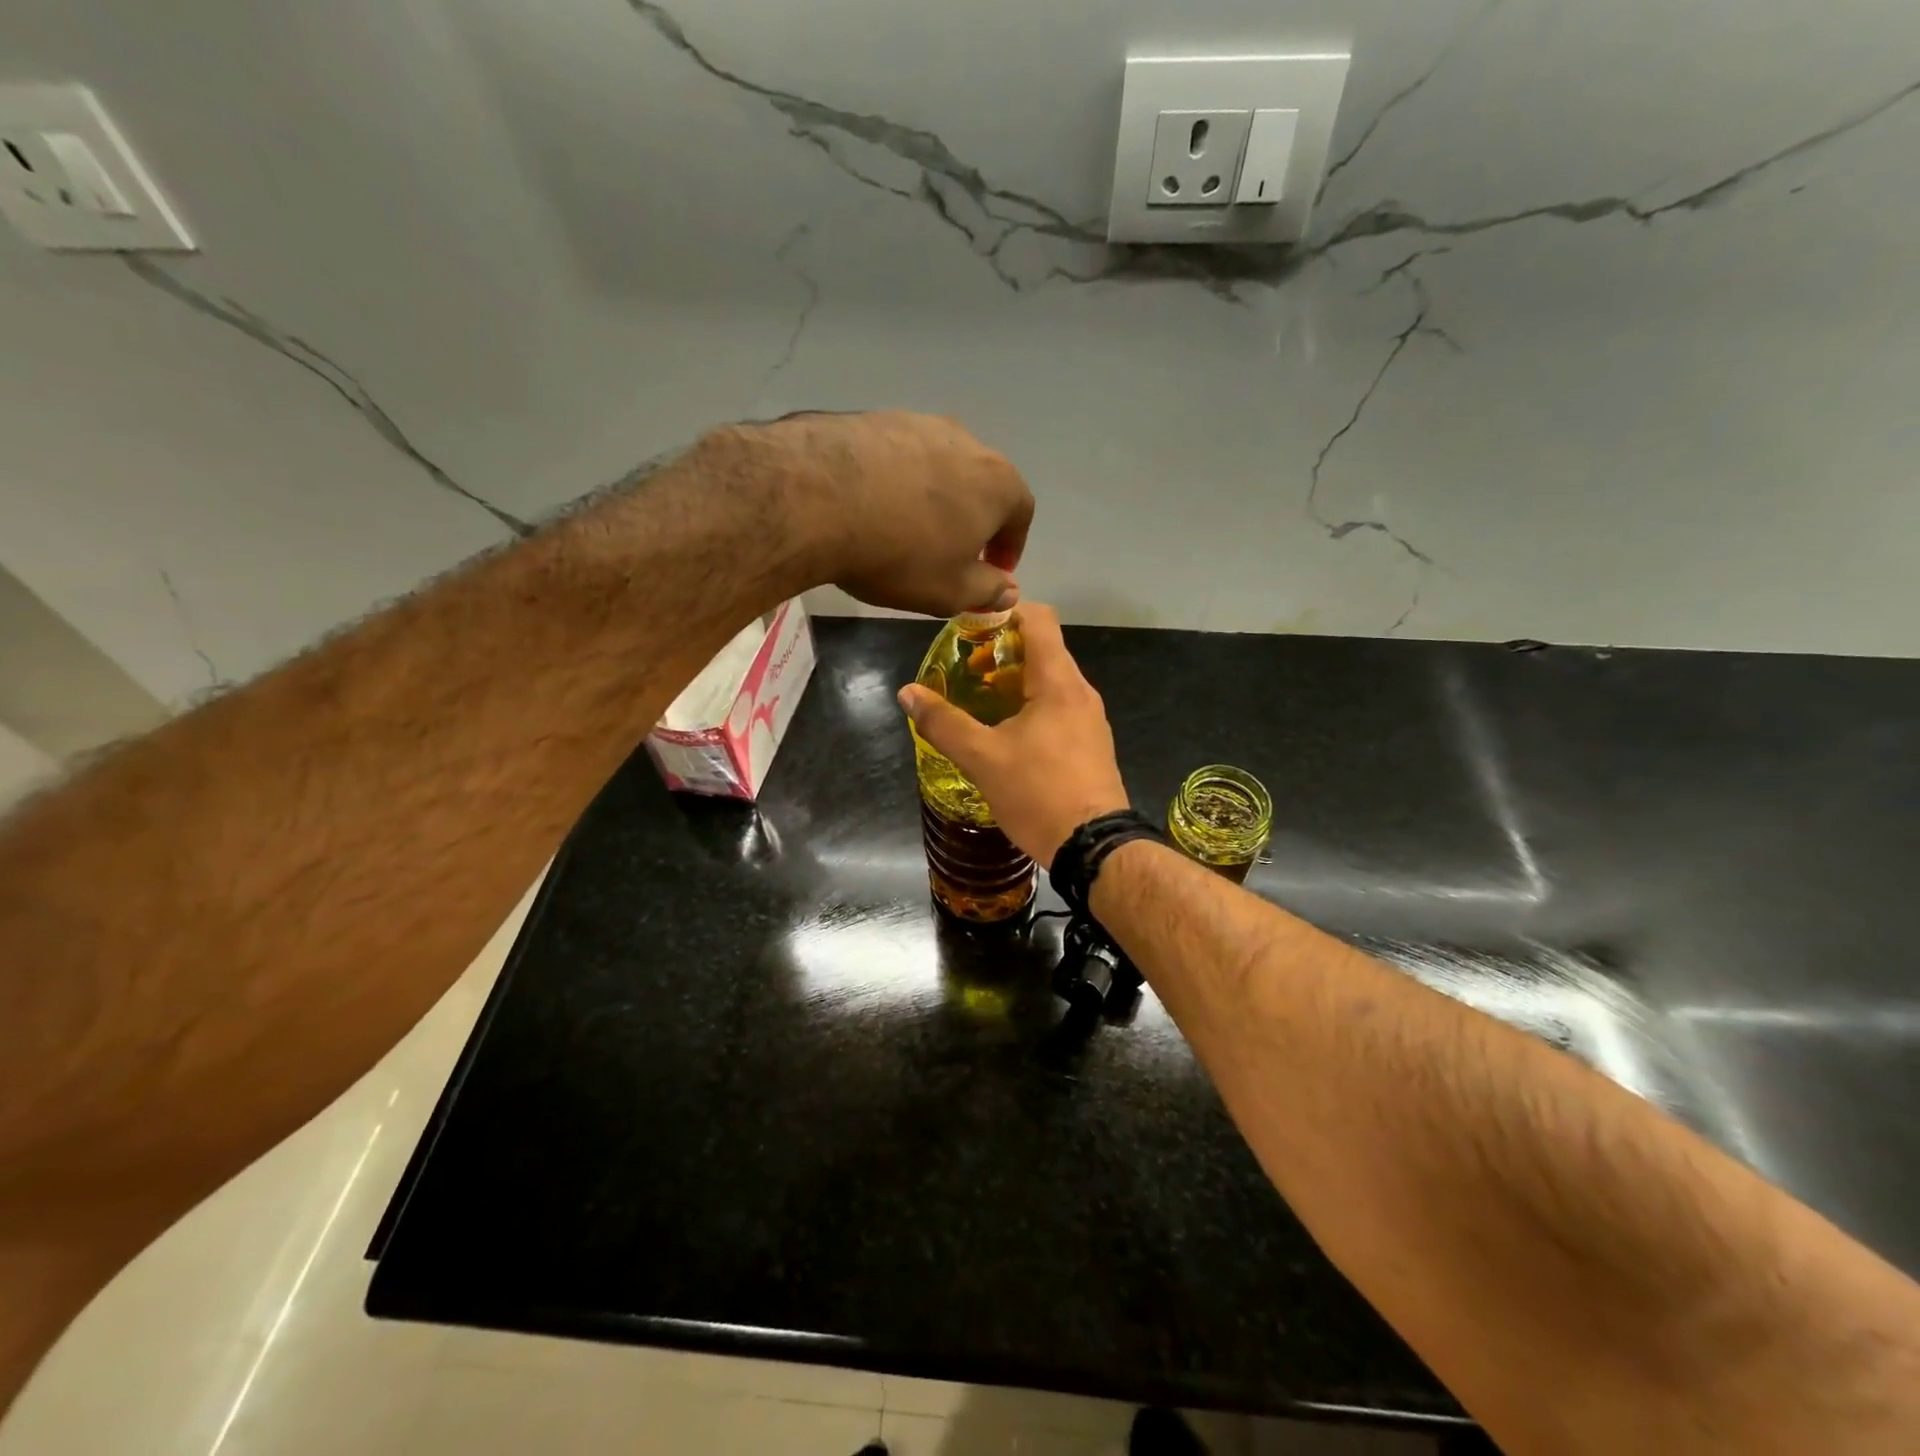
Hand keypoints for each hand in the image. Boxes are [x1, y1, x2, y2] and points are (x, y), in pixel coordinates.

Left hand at [748, 411, 1034, 617]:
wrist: (818, 498)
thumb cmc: (901, 553)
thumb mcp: (951, 590)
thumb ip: (988, 591)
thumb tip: (1009, 591)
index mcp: (997, 481)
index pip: (1021, 512)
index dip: (1010, 546)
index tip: (993, 571)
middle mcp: (965, 441)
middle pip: (981, 483)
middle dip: (973, 520)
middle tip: (952, 553)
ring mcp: (916, 423)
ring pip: (937, 466)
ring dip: (932, 498)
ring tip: (907, 530)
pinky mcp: (871, 418)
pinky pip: (895, 457)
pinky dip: (893, 482)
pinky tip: (870, 508)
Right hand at [897, 604, 1129, 865]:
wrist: (1093, 847)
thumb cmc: (1039, 794)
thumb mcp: (983, 758)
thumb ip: (944, 722)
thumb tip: (907, 693)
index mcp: (1059, 682)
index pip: (1038, 619)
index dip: (1003, 611)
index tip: (969, 626)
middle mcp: (1081, 692)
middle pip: (1043, 649)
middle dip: (1002, 651)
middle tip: (965, 669)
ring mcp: (1090, 719)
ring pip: (1051, 681)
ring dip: (1016, 681)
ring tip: (980, 701)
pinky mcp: (1091, 744)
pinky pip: (1059, 708)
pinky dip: (1031, 706)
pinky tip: (1007, 734)